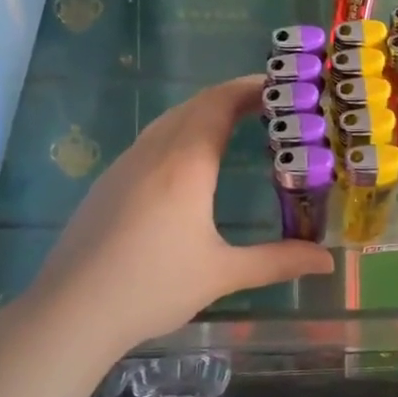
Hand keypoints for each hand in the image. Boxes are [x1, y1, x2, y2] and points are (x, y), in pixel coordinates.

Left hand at [27, 76, 332, 352]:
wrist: (70, 311)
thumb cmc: (152, 287)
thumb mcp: (222, 274)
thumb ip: (277, 261)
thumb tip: (327, 261)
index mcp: (185, 164)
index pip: (220, 104)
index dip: (250, 88)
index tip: (281, 85)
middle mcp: (153, 152)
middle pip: (195, 105)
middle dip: (232, 96)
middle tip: (268, 103)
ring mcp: (125, 165)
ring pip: (169, 120)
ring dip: (203, 112)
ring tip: (234, 124)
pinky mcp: (107, 183)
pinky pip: (151, 139)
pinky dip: (180, 131)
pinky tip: (187, 161)